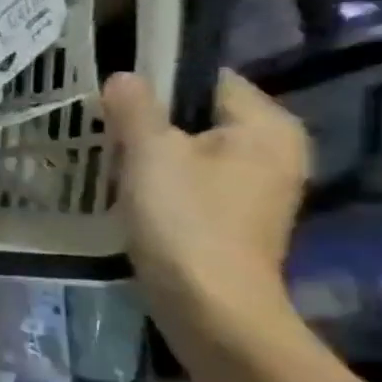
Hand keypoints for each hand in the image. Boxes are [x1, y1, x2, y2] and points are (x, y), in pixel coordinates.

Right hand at [104, 69, 309, 345]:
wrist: (210, 305)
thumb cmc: (185, 219)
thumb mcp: (150, 154)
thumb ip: (135, 109)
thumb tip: (124, 76)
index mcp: (267, 126)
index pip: (210, 80)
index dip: (160, 82)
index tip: (114, 97)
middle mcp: (276, 152)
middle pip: (201, 117)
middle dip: (152, 122)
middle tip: (105, 130)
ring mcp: (259, 189)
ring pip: (195, 152)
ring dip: (154, 155)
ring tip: (112, 161)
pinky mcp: (237, 220)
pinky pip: (195, 183)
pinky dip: (164, 183)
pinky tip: (133, 195)